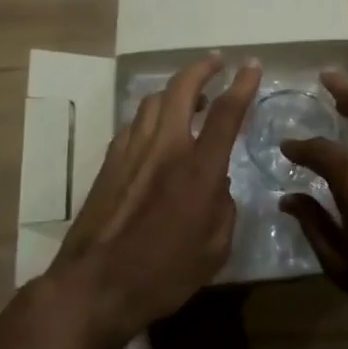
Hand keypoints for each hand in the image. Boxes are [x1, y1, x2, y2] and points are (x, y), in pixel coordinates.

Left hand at [51, 55, 259, 345]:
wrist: (95, 287)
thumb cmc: (164, 274)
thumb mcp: (215, 248)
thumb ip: (223, 207)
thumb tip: (217, 184)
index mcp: (198, 169)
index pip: (226, 113)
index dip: (242, 85)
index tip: (252, 65)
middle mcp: (165, 148)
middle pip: (181, 89)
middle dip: (202, 68)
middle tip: (216, 62)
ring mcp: (131, 152)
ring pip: (152, 101)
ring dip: (174, 90)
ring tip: (190, 96)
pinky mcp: (109, 163)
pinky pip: (134, 124)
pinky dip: (151, 116)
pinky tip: (156, 130)